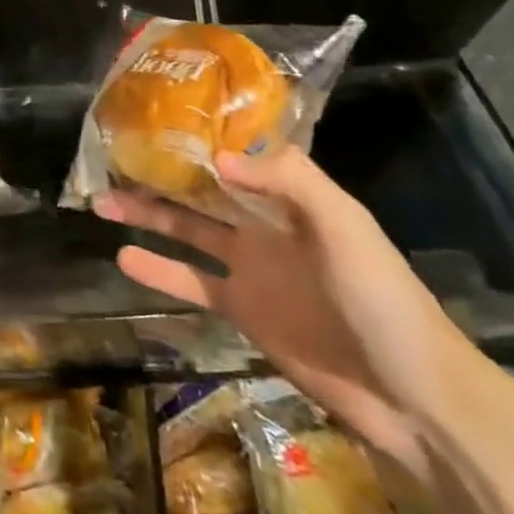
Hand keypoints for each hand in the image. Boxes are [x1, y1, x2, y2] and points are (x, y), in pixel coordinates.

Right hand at [98, 149, 475, 476]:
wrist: (412, 398)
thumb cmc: (383, 299)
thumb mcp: (344, 227)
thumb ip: (288, 182)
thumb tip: (217, 157)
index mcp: (294, 196)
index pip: (240, 153)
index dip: (202, 134)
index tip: (157, 115)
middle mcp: (266, 223)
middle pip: (203, 188)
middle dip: (161, 171)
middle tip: (112, 156)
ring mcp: (251, 267)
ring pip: (187, 229)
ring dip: (147, 213)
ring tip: (101, 201)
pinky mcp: (241, 309)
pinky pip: (191, 281)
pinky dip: (158, 270)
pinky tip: (123, 257)